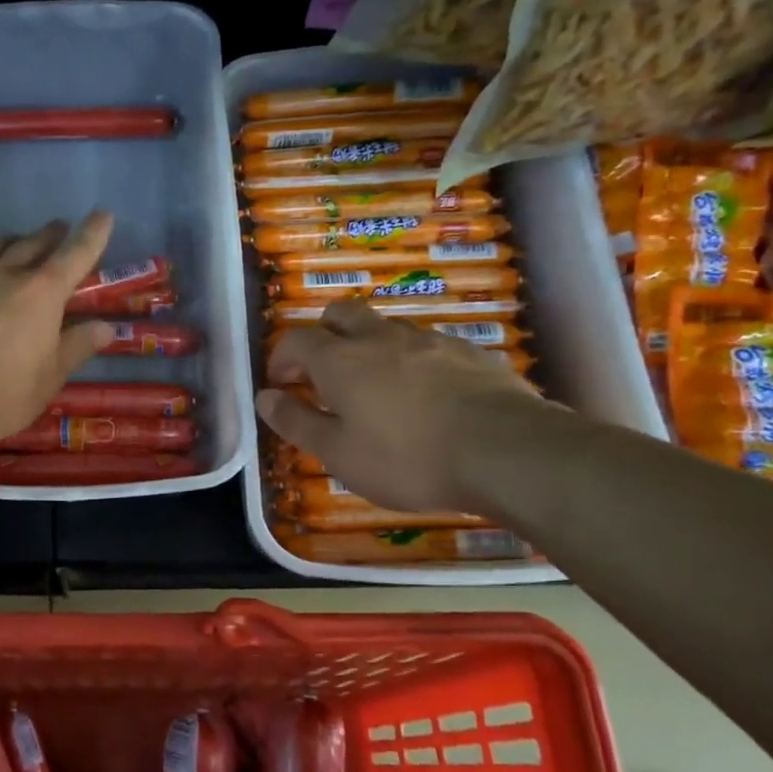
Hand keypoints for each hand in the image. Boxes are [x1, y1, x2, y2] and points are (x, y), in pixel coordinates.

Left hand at [0, 213, 115, 451]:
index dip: (91, 234)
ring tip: (13, 243)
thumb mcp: (50, 378)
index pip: (74, 255)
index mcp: (39, 294)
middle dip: (48, 235)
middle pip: (29, 245)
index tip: (102, 215)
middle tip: (57, 229)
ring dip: (7, 243)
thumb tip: (105, 327)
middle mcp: (0, 276)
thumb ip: (77, 347)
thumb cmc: (2, 397)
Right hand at [256, 300, 553, 513]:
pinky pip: (427, 345)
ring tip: (377, 389)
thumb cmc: (407, 457)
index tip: (281, 384)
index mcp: (340, 358)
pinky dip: (412, 361)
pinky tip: (427, 396)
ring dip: (369, 347)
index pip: (296, 340)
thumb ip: (297, 422)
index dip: (282, 358)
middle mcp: (380, 337)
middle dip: (324, 335)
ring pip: (386, 327)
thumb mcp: (339, 454)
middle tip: (324, 374)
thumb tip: (264, 398)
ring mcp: (429, 339)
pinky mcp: (470, 352)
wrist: (508, 452)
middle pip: (341, 313)